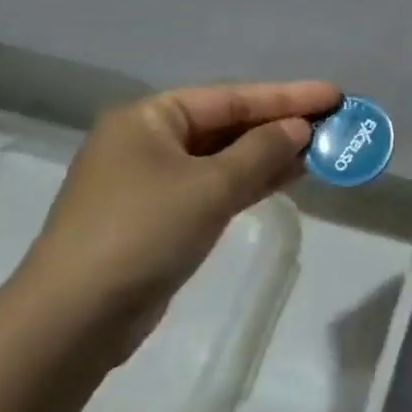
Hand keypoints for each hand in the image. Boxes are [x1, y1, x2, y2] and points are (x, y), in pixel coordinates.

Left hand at [6, 80, 341, 362]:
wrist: (77, 316)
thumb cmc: (142, 233)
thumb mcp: (209, 188)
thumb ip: (259, 153)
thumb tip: (299, 129)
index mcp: (149, 118)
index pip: (230, 97)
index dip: (286, 96)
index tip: (333, 95)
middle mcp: (147, 141)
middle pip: (226, 124)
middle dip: (279, 124)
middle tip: (334, 122)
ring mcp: (151, 181)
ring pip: (222, 158)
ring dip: (268, 154)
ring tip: (321, 149)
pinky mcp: (159, 218)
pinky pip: (213, 187)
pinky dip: (248, 182)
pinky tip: (285, 178)